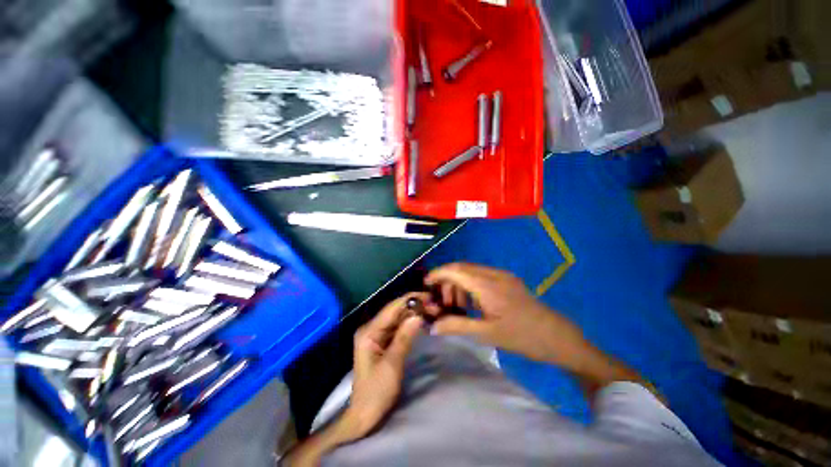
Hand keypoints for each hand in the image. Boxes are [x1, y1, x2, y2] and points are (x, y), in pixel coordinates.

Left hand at [344, 293, 426, 437]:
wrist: (365, 415)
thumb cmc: (376, 392)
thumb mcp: (392, 364)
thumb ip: (404, 338)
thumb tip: (418, 315)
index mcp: (369, 331)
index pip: (391, 308)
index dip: (410, 300)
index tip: (429, 296)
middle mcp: (372, 328)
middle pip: (395, 311)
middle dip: (414, 306)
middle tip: (435, 305)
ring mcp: (377, 334)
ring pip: (398, 318)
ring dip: (414, 314)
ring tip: (432, 310)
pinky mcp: (383, 341)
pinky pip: (398, 327)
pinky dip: (410, 323)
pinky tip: (423, 320)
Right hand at [424, 263, 638, 388]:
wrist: (557, 336)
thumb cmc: (522, 337)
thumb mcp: (487, 334)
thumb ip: (457, 326)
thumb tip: (432, 326)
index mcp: (487, 285)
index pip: (455, 270)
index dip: (437, 273)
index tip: (425, 284)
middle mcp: (493, 274)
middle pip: (461, 268)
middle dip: (447, 282)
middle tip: (444, 304)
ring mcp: (502, 275)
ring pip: (471, 271)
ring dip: (459, 284)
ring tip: (458, 307)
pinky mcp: (507, 279)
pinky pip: (481, 276)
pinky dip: (470, 286)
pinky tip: (473, 304)